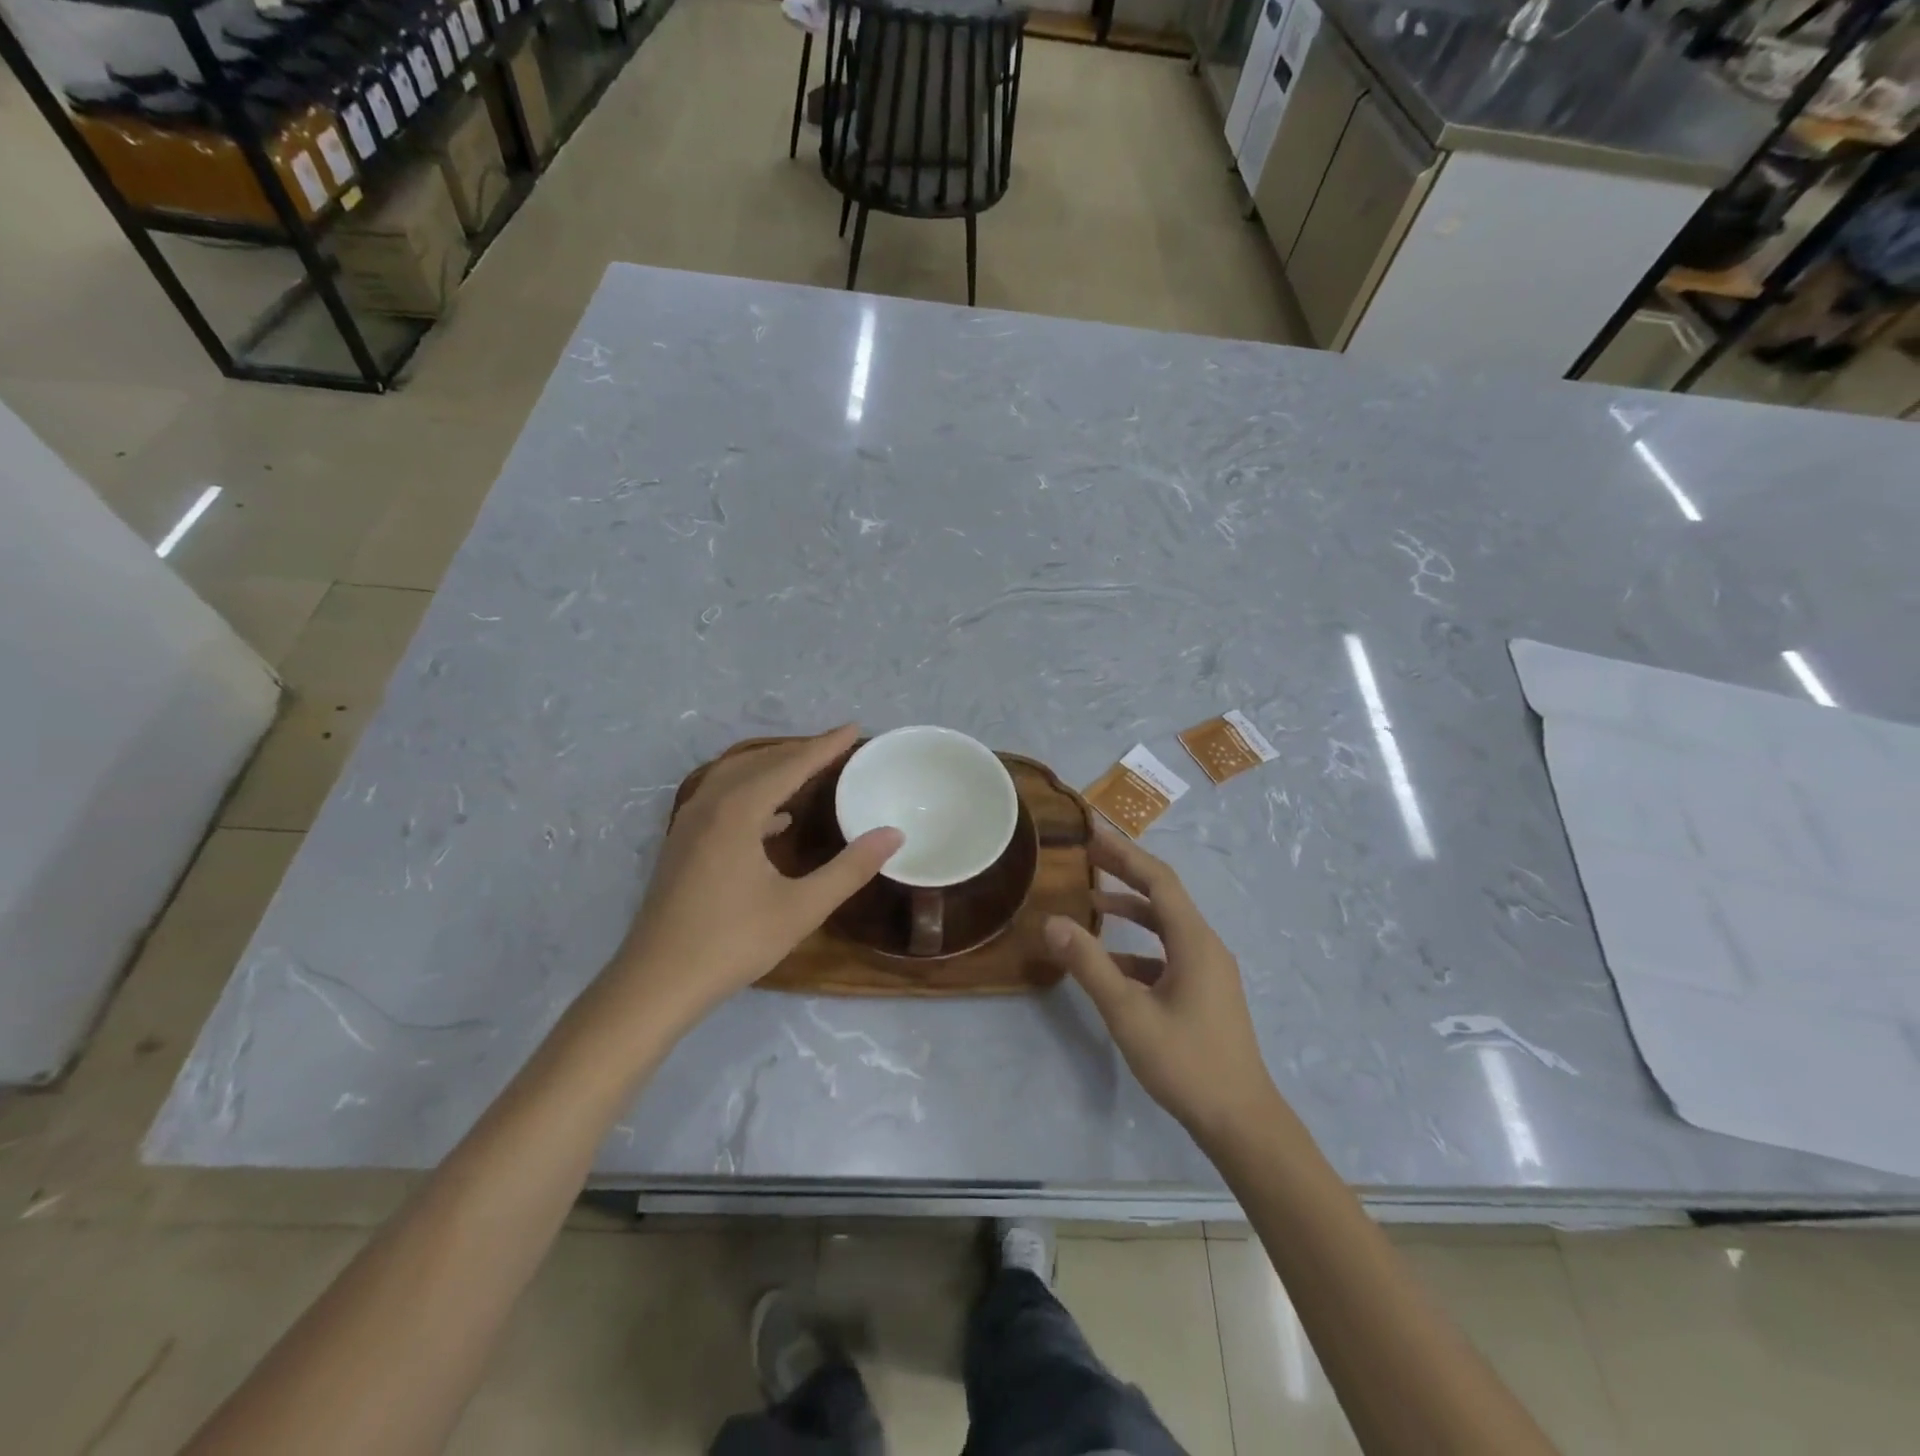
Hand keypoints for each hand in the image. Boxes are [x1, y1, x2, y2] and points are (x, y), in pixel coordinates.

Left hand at [608, 726, 901, 1029]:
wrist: (656, 982)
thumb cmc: (732, 943)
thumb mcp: (801, 908)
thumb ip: (849, 868)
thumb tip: (893, 835)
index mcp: (738, 812)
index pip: (789, 765)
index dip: (824, 746)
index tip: (854, 729)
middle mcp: (710, 805)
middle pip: (760, 762)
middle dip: (799, 750)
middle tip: (837, 747)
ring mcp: (690, 823)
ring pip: (735, 776)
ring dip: (773, 767)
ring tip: (809, 770)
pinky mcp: (683, 843)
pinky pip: (722, 797)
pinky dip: (753, 792)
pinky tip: (775, 818)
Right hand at [1045, 828, 1278, 1141]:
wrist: (1240, 1121)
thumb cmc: (1186, 1062)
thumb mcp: (1129, 1013)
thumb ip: (1090, 965)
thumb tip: (1053, 922)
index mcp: (1194, 941)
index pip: (1158, 880)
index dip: (1125, 853)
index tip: (1093, 833)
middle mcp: (1206, 945)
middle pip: (1163, 895)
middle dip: (1126, 871)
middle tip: (1089, 853)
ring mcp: (1208, 970)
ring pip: (1166, 925)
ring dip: (1132, 909)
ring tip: (1092, 901)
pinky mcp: (1205, 992)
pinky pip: (1168, 954)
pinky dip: (1138, 947)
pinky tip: (1110, 962)